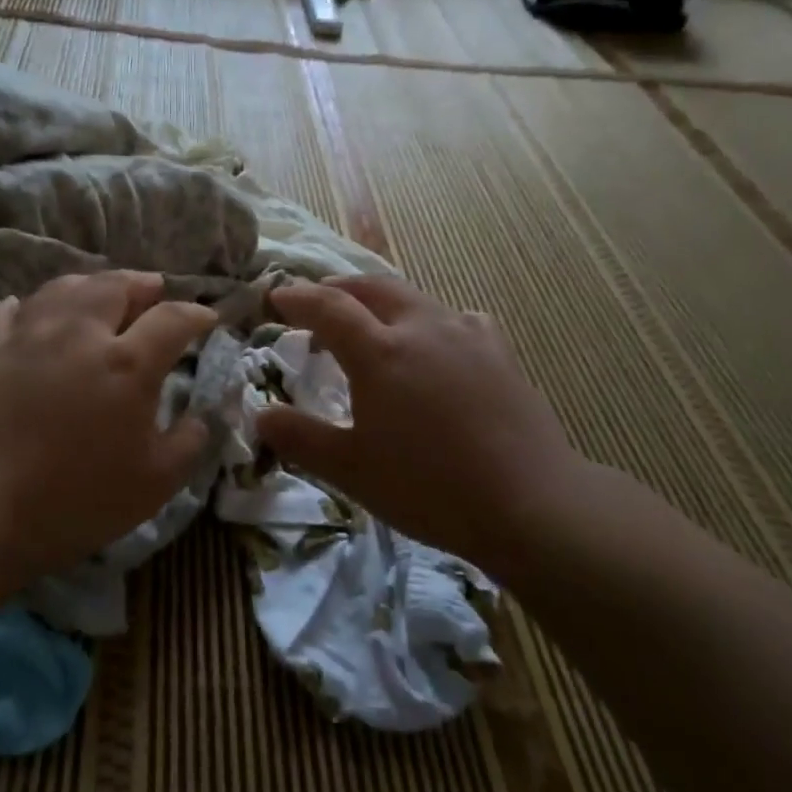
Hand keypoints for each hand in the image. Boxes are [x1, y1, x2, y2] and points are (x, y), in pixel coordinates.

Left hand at [0, 271, 217, 585]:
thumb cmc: (76, 500)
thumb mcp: (154, 484)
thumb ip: (188, 443)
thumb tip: (201, 417)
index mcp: (126, 363)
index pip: (172, 319)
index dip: (196, 314)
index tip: (208, 319)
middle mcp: (79, 334)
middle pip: (114, 285)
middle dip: (141, 283)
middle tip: (153, 290)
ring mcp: (28, 337)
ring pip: (62, 288)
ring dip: (89, 284)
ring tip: (100, 293)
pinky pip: (7, 313)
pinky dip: (25, 307)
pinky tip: (27, 311)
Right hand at [255, 276, 583, 572]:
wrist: (531, 504)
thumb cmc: (429, 488)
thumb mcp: (351, 470)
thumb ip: (301, 438)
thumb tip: (260, 414)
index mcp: (380, 352)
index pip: (328, 306)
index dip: (297, 298)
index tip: (275, 297)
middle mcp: (421, 327)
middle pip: (371, 287)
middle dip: (338, 289)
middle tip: (317, 304)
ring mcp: (465, 334)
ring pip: (413, 298)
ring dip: (380, 302)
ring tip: (369, 326)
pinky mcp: (498, 350)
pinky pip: (454, 318)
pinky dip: (428, 321)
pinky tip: (434, 345)